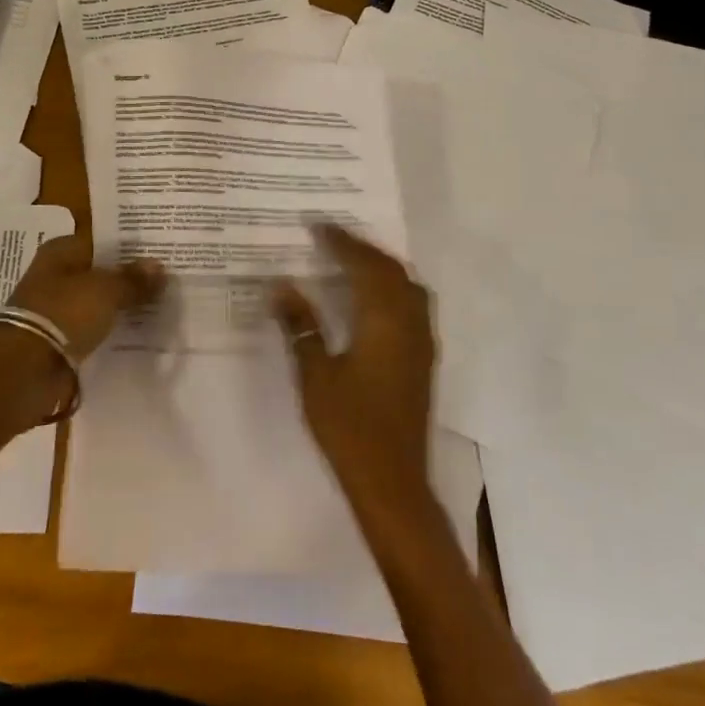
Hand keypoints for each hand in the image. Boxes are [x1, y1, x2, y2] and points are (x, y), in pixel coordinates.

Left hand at [6, 234, 164, 358]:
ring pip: (98, 301)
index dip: (131, 248)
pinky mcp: (59, 338)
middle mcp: (56, 274)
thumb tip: (159, 267)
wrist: (25, 370)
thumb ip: (133, 279)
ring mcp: (56, 308)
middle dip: (129, 278)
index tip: (162, 254)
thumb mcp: (106, 290)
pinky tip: (137, 332)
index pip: (103, 241)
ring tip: (160, 307)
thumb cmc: (64, 313)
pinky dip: (110, 330)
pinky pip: (93, 328)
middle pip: (101, 272)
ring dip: (121, 306)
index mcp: (61, 251)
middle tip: (168, 282)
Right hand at [272, 223, 435, 511]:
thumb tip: (282, 285)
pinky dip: (391, 287)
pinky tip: (371, 298)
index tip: (317, 224)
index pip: (364, 266)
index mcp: (384, 321)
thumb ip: (301, 326)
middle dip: (363, 248)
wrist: (393, 481)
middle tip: (331, 236)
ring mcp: (421, 342)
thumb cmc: (349, 427)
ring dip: (381, 266)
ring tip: (351, 258)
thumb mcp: (316, 375)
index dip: (342, 242)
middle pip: (391, 270)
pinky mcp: (423, 359)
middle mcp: (410, 323)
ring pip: (407, 286)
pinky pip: (412, 304)